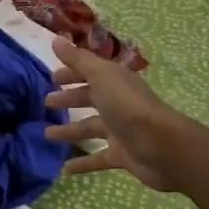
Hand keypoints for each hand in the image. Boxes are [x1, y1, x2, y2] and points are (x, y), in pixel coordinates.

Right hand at [43, 38, 188, 190]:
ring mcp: (120, 130)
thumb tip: (55, 39)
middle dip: (69, 99)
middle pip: (89, 99)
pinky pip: (97, 158)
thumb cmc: (129, 107)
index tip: (51, 78)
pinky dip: (82, 163)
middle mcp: (117, 103)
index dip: (71, 73)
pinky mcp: (121, 155)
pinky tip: (63, 169)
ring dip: (69, 131)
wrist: (162, 146)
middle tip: (46, 104)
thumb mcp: (101, 76)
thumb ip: (78, 59)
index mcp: (114, 82)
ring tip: (46, 136)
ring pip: (90, 129)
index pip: (89, 73)